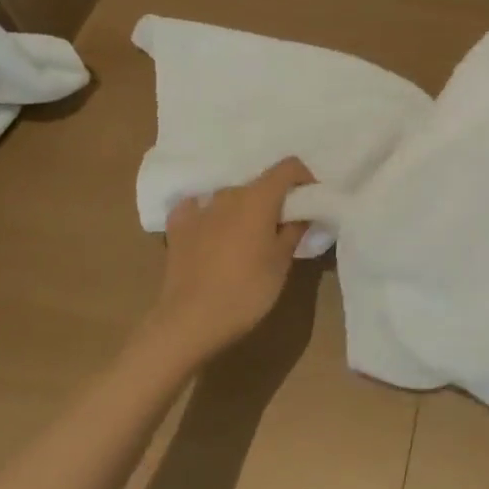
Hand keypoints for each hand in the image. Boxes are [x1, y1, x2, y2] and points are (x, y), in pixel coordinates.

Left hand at [138, 158, 314, 362]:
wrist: (189, 322)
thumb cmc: (246, 291)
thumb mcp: (282, 263)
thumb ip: (295, 230)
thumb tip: (303, 213)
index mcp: (259, 198)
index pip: (288, 167)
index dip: (304, 178)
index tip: (310, 199)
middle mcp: (229, 194)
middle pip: (259, 183)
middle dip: (274, 198)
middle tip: (282, 226)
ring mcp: (200, 208)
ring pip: (230, 196)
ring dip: (243, 208)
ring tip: (247, 235)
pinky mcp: (178, 227)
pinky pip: (197, 207)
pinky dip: (208, 214)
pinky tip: (210, 230)